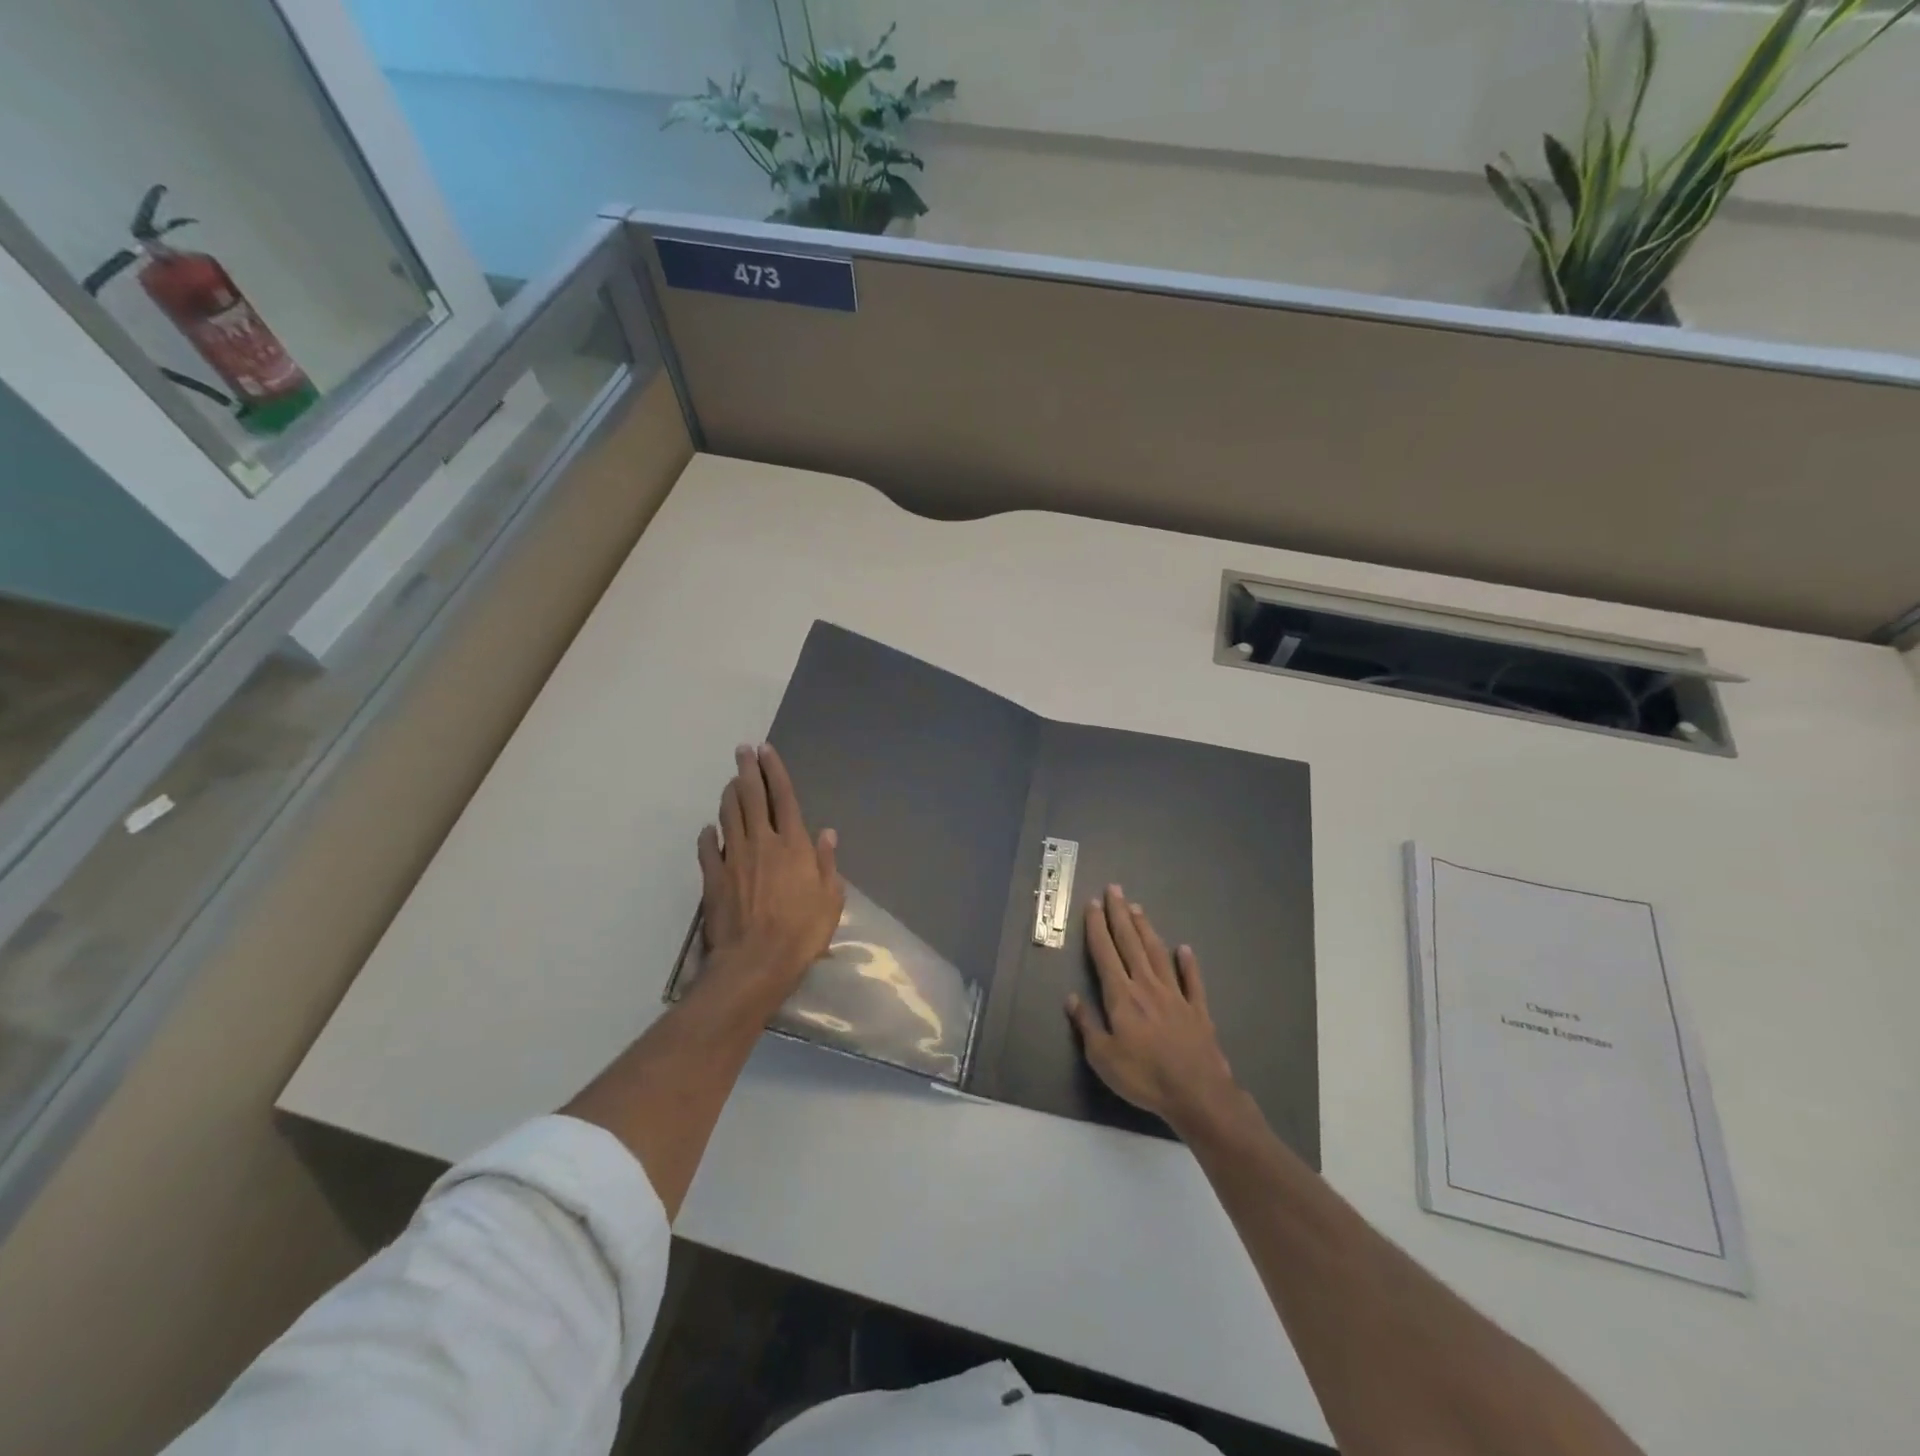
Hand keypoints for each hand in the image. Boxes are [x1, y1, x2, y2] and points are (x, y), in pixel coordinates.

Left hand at [698, 743, 843, 997]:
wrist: (755, 962)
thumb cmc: (801, 933)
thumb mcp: (831, 899)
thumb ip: (827, 863)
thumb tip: (827, 833)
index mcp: (793, 844)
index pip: (784, 797)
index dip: (775, 771)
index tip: (766, 751)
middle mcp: (762, 842)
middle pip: (752, 797)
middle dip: (747, 770)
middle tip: (742, 751)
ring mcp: (734, 858)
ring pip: (729, 815)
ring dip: (729, 795)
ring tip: (730, 782)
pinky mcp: (713, 878)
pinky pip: (707, 849)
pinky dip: (708, 835)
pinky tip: (708, 829)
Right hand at [1066, 886, 1239, 1132]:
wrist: (1197, 1093)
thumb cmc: (1143, 1076)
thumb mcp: (1102, 1057)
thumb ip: (1087, 1025)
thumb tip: (1071, 998)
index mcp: (1122, 996)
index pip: (1105, 953)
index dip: (1097, 927)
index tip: (1092, 904)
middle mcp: (1147, 986)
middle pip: (1130, 943)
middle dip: (1120, 915)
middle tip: (1114, 889)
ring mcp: (1175, 995)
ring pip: (1157, 954)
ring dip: (1146, 930)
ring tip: (1138, 908)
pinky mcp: (1197, 1010)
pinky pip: (1192, 981)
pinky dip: (1188, 963)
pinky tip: (1184, 949)